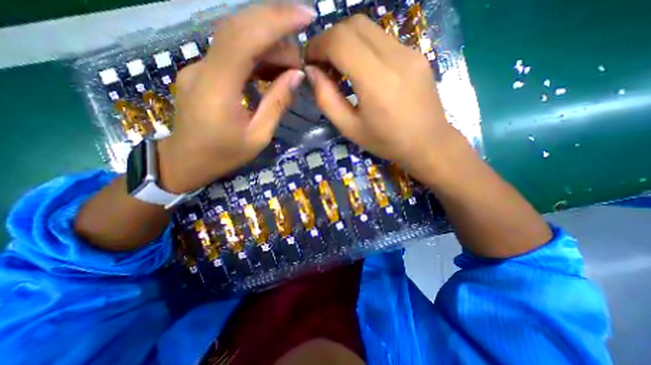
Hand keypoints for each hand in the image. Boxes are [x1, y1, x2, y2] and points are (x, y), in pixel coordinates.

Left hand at [160, 4, 318, 192]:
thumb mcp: (258, 137)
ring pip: (236, 39)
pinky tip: (272, 70)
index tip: (306, 16)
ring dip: (269, 47)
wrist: (185, 161)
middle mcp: (203, 67)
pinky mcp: (202, 71)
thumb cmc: (223, 155)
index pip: (244, 37)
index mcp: (218, 88)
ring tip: (290, 68)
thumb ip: (277, 104)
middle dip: (277, 33)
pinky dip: (257, 56)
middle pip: (239, 29)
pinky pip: (232, 54)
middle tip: (300, 59)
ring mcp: (199, 66)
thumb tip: (297, 76)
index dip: (275, 20)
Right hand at [306, 16, 461, 181]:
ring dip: (346, 41)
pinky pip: (383, 39)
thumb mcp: (350, 128)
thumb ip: (326, 99)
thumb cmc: (387, 142)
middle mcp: (395, 57)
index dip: (318, 45)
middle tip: (323, 64)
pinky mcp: (417, 53)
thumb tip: (311, 72)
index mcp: (377, 81)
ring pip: (368, 28)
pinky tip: (362, 69)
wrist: (428, 143)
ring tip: (340, 68)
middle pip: (353, 24)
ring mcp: (410, 51)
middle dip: (330, 39)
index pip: (340, 41)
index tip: (309, 61)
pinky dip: (363, 47)